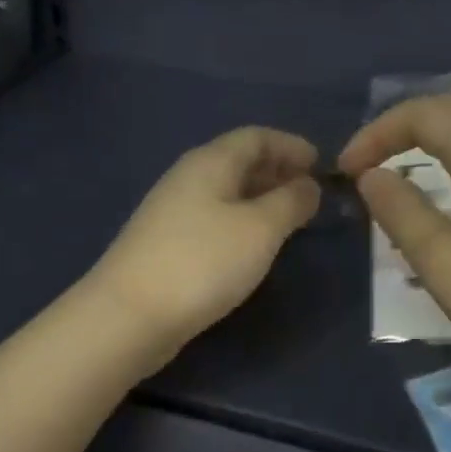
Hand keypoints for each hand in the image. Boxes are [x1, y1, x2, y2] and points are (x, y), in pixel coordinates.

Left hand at [88, 127, 321, 362]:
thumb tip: (308, 185)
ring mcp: (172, 212)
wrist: (130, 315)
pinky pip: (213, 218)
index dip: (290, 145)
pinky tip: (252, 245)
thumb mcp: (260, 229)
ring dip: (259, 198)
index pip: (255, 137)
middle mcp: (188, 178)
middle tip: (309, 192)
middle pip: (237, 161)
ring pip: (225, 192)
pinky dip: (240, 221)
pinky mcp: (166, 244)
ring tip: (289, 217)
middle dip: (276, 170)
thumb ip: (290, 202)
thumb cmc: (202, 262)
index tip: (320, 163)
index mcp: (210, 162)